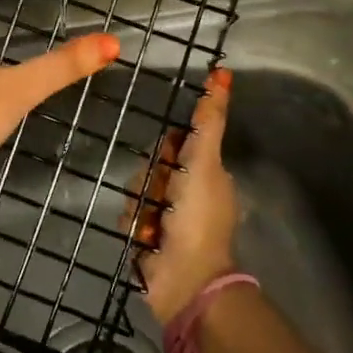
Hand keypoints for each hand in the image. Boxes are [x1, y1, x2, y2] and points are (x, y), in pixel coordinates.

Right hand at [133, 67, 240, 323]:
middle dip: (151, 178)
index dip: (169, 146)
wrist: (184, 278)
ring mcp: (167, 215)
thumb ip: (208, 120)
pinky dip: (135, 223)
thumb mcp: (204, 161)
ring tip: (153, 221)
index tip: (167, 156)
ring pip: (138, 188)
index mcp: (206, 173)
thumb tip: (223, 74)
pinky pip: (129, 214)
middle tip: (162, 194)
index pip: (177, 141)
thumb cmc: (197, 216)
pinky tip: (144, 236)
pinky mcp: (147, 235)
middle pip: (152, 164)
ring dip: (141, 203)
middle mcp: (187, 190)